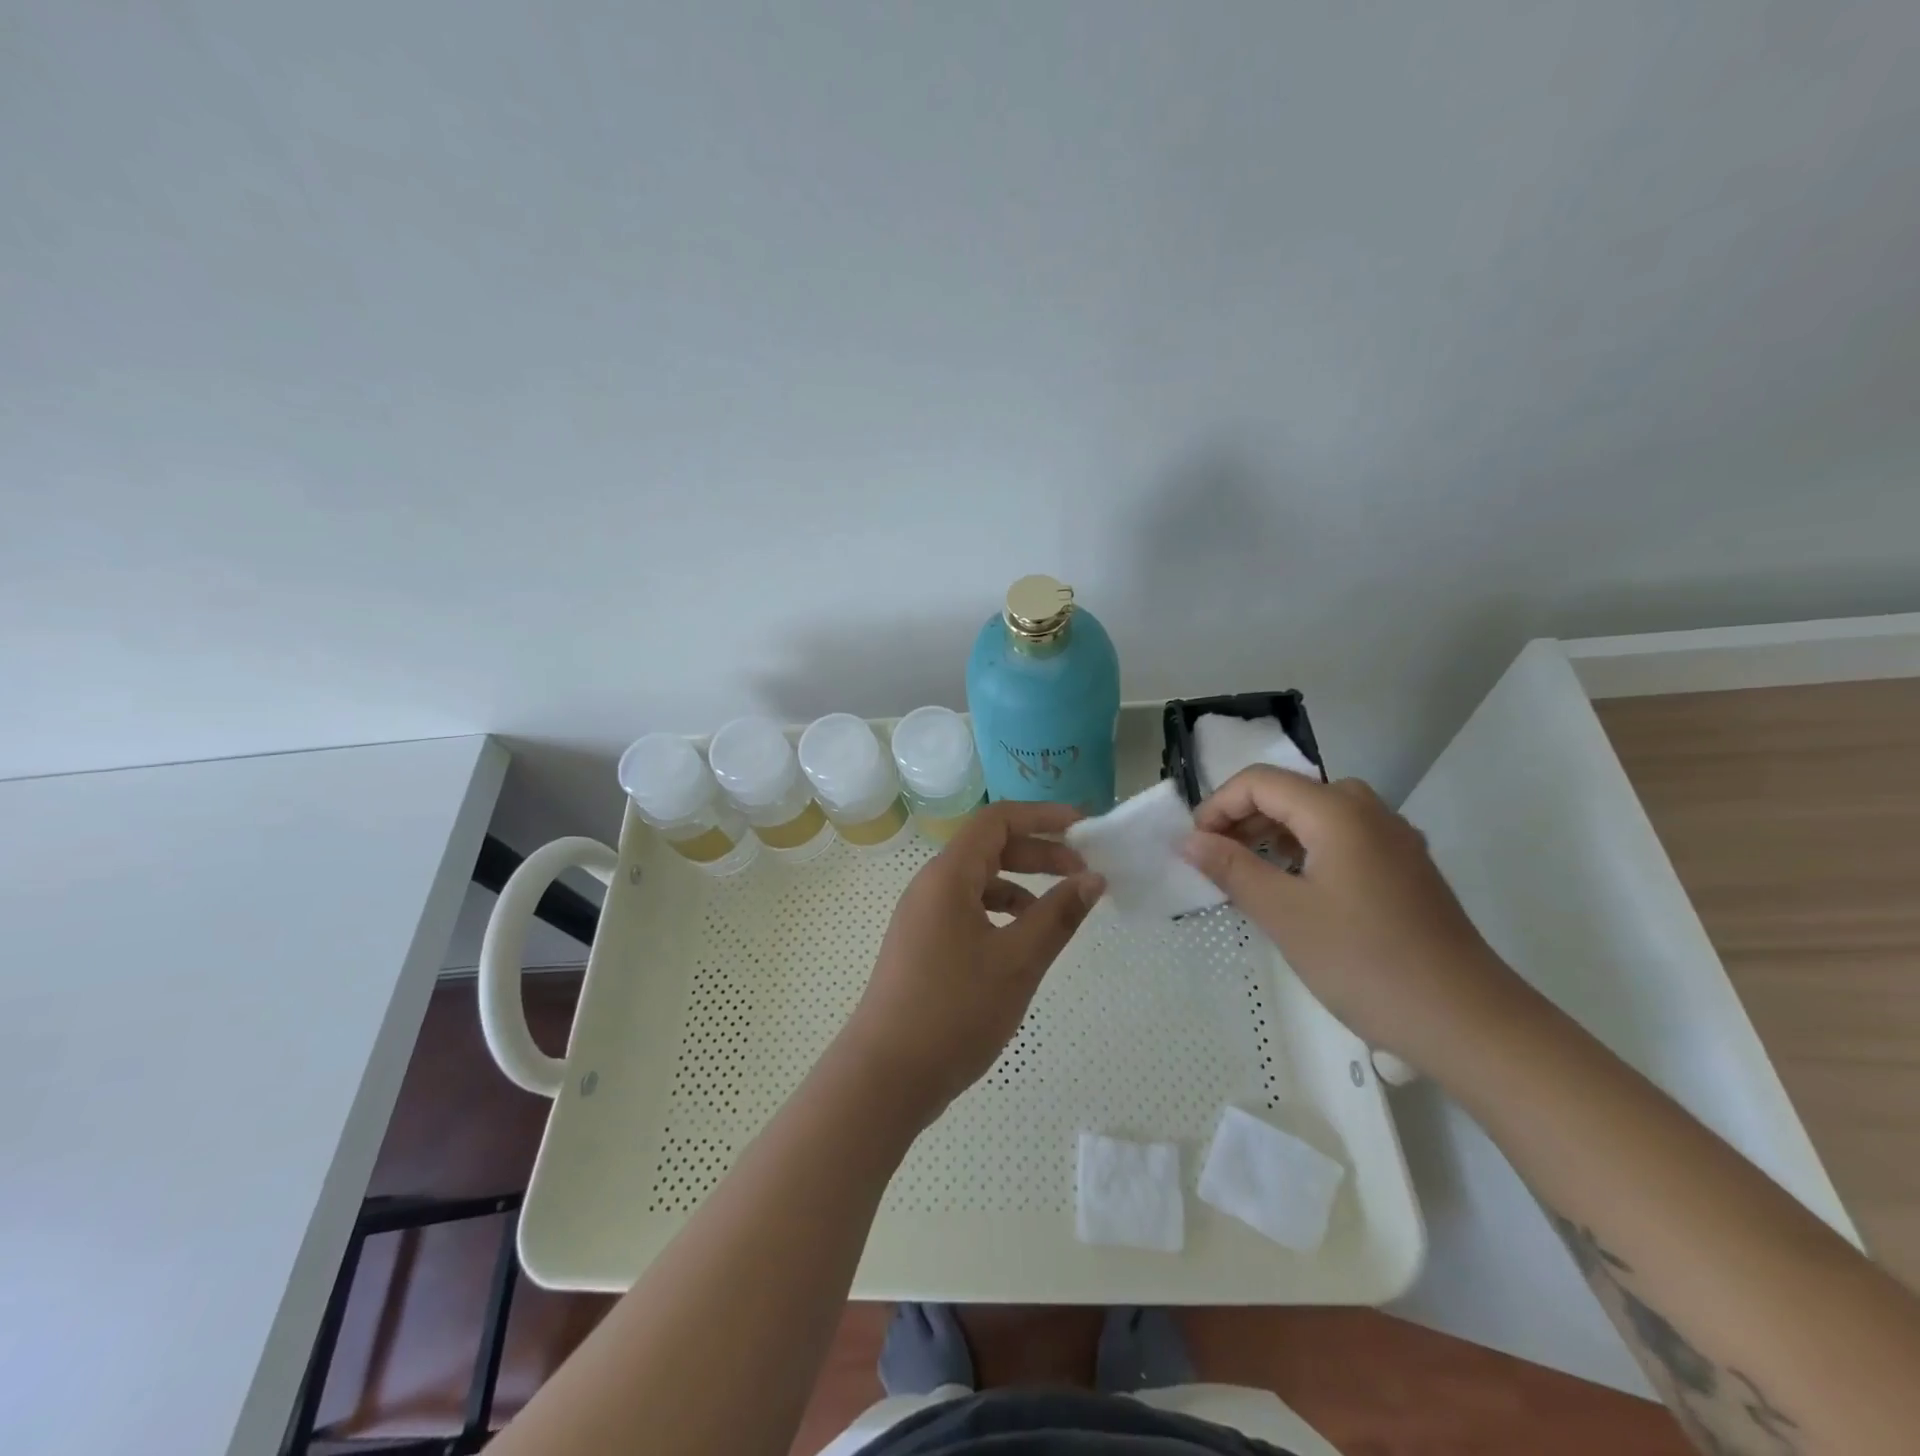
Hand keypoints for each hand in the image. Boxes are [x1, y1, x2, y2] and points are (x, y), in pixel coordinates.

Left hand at [839, 801, 1104, 1123]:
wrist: (886, 1075)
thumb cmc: (954, 1010)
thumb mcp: (1017, 961)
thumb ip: (1058, 915)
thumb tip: (1093, 879)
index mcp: (948, 876)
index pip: (998, 821)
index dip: (1043, 816)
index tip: (1084, 828)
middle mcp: (931, 886)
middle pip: (990, 847)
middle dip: (1039, 852)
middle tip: (1084, 871)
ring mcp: (923, 916)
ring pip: (979, 881)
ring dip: (1022, 884)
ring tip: (1061, 908)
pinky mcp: (923, 944)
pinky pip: (968, 909)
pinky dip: (1001, 912)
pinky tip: (1023, 940)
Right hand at [1182, 766, 1516, 1071]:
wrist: (1468, 1021)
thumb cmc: (1365, 962)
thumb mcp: (1284, 914)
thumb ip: (1231, 868)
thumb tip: (1187, 840)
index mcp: (1337, 811)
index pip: (1260, 782)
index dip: (1218, 806)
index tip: (1195, 847)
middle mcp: (1368, 810)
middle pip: (1290, 792)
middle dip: (1243, 819)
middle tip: (1216, 862)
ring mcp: (1394, 838)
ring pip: (1317, 815)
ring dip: (1273, 834)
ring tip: (1248, 876)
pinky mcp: (1406, 867)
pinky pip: (1343, 838)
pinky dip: (1307, 850)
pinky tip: (1296, 889)